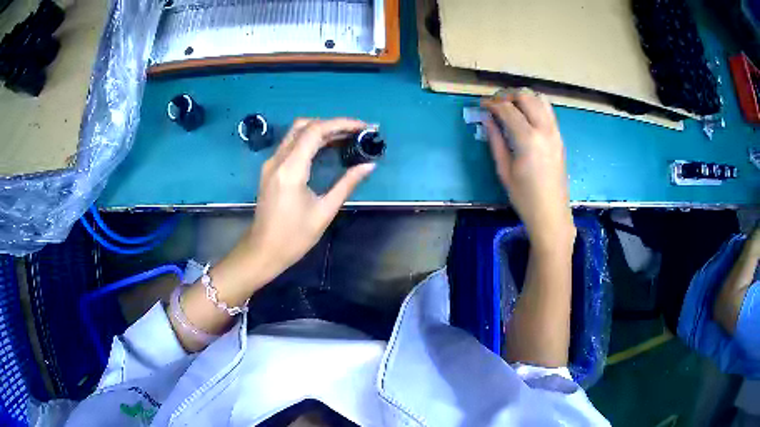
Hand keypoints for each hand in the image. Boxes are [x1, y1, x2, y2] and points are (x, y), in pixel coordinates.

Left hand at [225, 118, 375, 290]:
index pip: (315, 131)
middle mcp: (278, 160)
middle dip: (333, 124)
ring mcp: (271, 163)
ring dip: (321, 130)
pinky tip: (327, 149)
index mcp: (291, 169)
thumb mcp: (324, 212)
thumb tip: (369, 166)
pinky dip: (311, 140)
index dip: (341, 124)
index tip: (364, 127)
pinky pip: (291, 144)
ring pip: (297, 132)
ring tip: (347, 138)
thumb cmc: (294, 237)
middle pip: (305, 126)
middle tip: (356, 133)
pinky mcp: (270, 169)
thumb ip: (347, 184)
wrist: (263, 251)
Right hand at [482, 89, 574, 248]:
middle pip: (525, 96)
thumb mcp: (504, 170)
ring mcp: (555, 131)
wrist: (551, 213)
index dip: (491, 103)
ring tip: (510, 106)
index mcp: (528, 139)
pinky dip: (535, 105)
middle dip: (507, 95)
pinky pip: (548, 110)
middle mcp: (544, 129)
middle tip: (494, 104)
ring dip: (522, 97)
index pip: (507, 109)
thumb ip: (495, 140)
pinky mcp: (559, 136)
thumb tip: (486, 119)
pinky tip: (525, 115)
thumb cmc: (524, 197)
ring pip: (539, 98)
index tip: (481, 105)